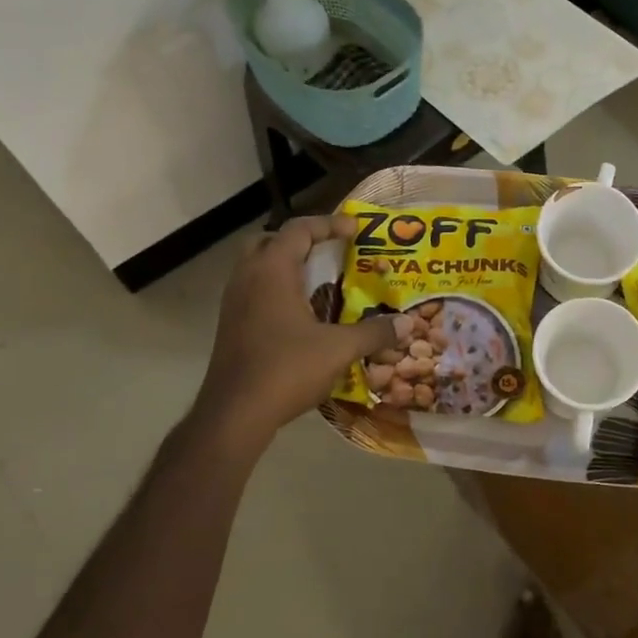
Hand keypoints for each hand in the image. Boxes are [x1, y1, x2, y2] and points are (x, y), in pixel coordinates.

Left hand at [194, 215, 398, 444]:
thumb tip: (406, 324)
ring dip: (287, 267)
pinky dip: (278, 290)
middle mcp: (248, 278)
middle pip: (270, 241)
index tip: (356, 229)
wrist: (234, 413)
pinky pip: (255, 292)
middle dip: (300, 241)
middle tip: (329, 252)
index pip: (299, 230)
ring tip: (320, 281)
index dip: (329, 224)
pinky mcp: (231, 326)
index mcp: (272, 271)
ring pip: (258, 267)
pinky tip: (302, 314)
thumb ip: (374, 333)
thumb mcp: (338, 349)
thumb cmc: (286, 369)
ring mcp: (234, 303)